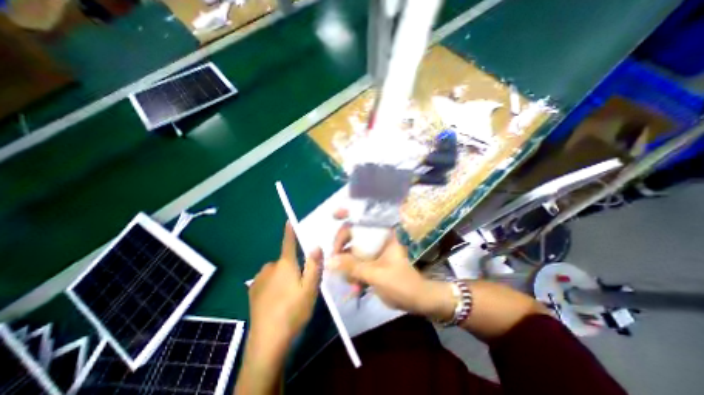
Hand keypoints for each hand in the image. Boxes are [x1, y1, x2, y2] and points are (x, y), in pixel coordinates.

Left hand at [248, 223, 322, 358]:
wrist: (267, 341)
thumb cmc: (293, 311)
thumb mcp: (310, 288)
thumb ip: (314, 265)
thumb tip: (316, 245)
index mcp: (285, 264)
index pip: (288, 242)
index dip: (290, 231)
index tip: (289, 220)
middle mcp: (270, 267)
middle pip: (284, 260)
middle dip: (292, 266)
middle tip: (300, 283)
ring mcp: (259, 279)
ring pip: (275, 271)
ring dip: (282, 276)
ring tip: (289, 294)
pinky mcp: (252, 291)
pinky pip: (266, 280)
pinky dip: (272, 284)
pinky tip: (276, 300)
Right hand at [327, 210, 454, 320]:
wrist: (418, 301)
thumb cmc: (402, 284)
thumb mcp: (377, 274)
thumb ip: (353, 267)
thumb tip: (329, 260)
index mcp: (384, 234)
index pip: (361, 220)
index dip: (347, 220)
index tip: (335, 229)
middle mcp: (377, 239)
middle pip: (353, 235)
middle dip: (342, 250)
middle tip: (334, 262)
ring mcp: (374, 251)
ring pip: (353, 251)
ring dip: (347, 266)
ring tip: (349, 282)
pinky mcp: (372, 262)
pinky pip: (356, 264)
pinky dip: (353, 274)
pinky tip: (355, 288)